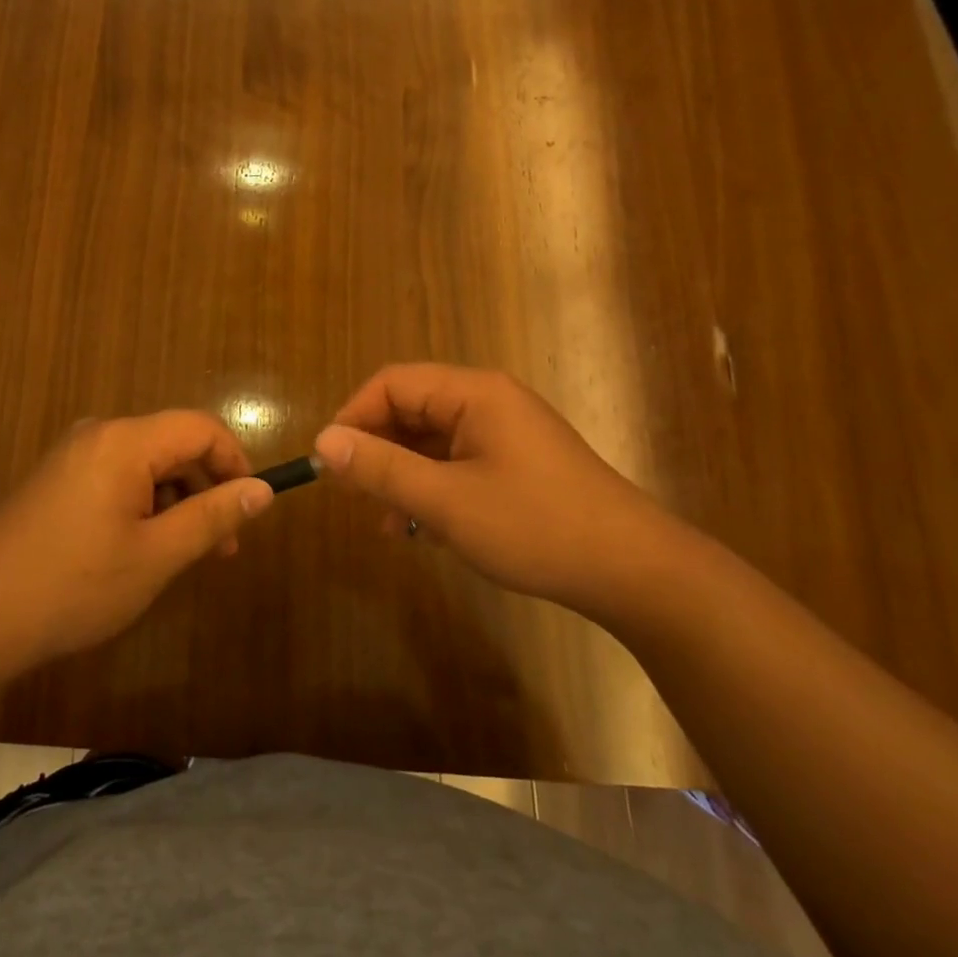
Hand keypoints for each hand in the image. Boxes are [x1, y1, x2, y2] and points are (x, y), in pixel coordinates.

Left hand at [0, 412, 273, 674]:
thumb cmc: (73, 586)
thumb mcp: (156, 556)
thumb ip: (212, 517)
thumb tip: (262, 490)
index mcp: (124, 441)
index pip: (201, 428)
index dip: (235, 462)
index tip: (249, 510)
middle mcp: (98, 434)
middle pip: (173, 445)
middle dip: (205, 489)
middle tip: (220, 548)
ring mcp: (73, 456)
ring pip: (146, 465)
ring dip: (175, 503)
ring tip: (180, 557)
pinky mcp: (57, 480)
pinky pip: (117, 478)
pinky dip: (142, 506)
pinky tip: (138, 551)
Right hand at [313, 364, 691, 616]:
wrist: (634, 571)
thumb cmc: (535, 526)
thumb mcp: (446, 501)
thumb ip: (381, 468)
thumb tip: (324, 441)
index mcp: (473, 393)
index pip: (392, 384)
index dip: (354, 418)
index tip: (331, 464)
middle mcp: (488, 401)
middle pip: (411, 410)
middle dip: (377, 451)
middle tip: (353, 497)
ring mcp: (505, 433)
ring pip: (431, 441)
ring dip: (402, 476)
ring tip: (384, 523)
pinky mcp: (516, 463)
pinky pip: (456, 463)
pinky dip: (431, 489)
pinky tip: (421, 530)